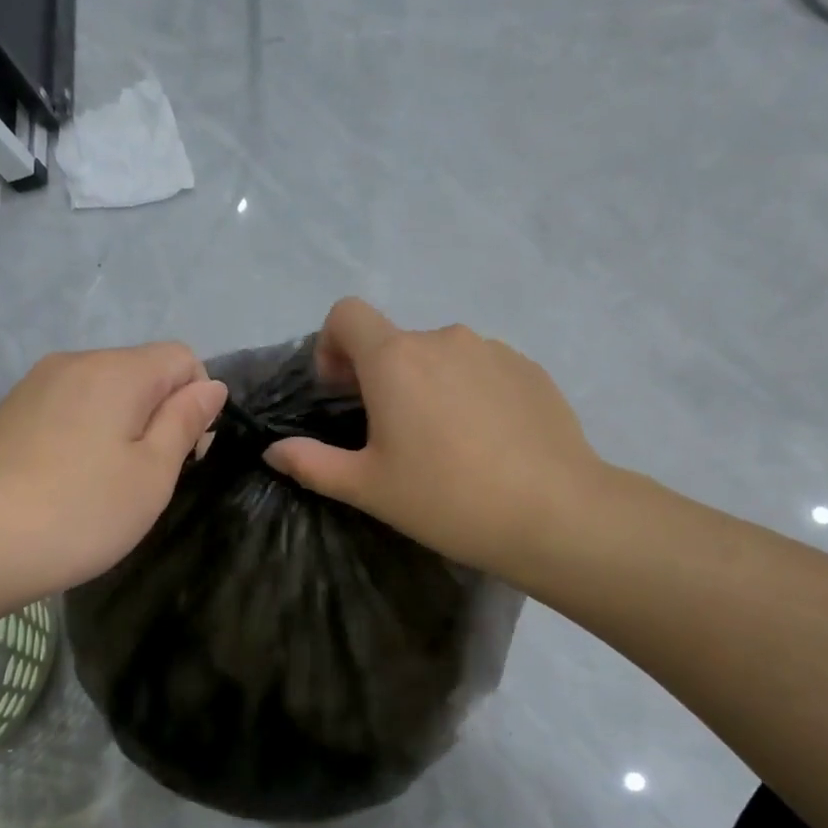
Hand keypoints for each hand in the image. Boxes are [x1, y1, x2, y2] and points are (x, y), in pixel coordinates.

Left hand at [0, 344, 226, 612]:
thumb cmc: (77, 513)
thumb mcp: (151, 475)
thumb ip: (185, 422)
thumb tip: (209, 385)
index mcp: (116, 371)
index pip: (182, 358)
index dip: (197, 401)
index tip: (184, 454)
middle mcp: (73, 363)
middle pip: (140, 372)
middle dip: (157, 415)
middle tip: (144, 479)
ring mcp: (33, 387)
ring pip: (102, 393)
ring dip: (119, 428)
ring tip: (102, 486)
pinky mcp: (7, 414)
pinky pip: (66, 410)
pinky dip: (82, 437)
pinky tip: (64, 483)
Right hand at [265, 299, 609, 581]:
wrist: (554, 513)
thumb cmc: (446, 499)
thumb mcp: (368, 488)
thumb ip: (311, 463)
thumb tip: (274, 451)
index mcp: (395, 360)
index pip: (346, 314)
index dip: (331, 344)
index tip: (340, 391)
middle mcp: (442, 338)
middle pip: (393, 341)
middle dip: (379, 377)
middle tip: (390, 436)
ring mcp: (492, 350)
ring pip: (439, 356)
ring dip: (426, 385)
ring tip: (442, 443)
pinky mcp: (529, 368)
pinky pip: (481, 368)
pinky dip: (468, 392)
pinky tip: (484, 442)